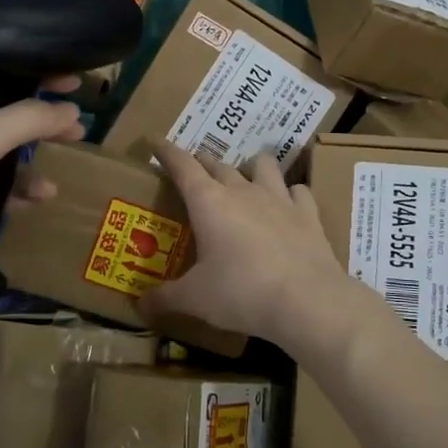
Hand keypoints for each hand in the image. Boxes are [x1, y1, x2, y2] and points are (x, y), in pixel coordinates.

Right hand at [139, 142, 355, 349]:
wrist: (306, 301)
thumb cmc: (241, 293)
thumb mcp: (195, 299)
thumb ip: (165, 298)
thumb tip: (139, 306)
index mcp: (209, 202)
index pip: (183, 166)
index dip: (167, 152)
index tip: (156, 142)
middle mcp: (243, 191)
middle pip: (219, 165)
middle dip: (203, 163)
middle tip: (194, 169)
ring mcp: (279, 199)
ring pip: (263, 165)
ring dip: (250, 167)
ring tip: (245, 178)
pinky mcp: (308, 215)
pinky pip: (298, 191)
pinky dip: (289, 193)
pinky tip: (288, 204)